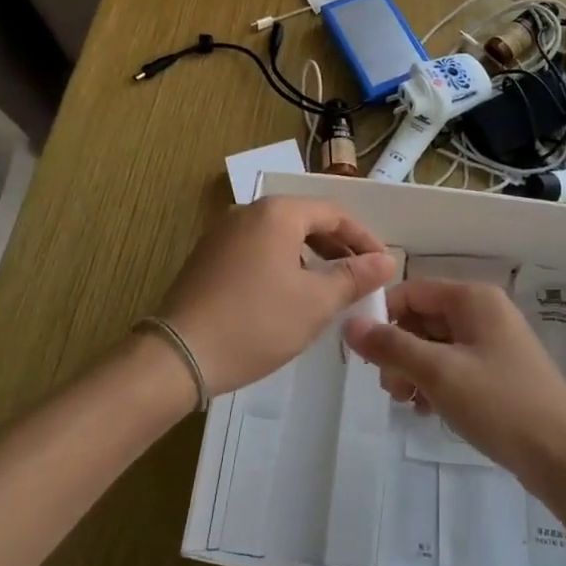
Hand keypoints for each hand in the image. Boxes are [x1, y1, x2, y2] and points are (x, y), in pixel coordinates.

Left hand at [157, 197, 397, 395]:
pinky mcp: (208, 255)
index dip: (364, 238)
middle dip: (337, 247)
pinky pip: (257, 248)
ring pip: (280, 235)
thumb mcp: (315, 303)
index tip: (383, 265)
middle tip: (361, 277)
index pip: (334, 213)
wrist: (179, 354)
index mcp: (277, 213)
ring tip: (330, 288)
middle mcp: (248, 211)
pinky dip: (282, 263)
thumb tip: (386, 260)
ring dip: (310, 256)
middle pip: (306, 219)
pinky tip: (289, 294)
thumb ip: (354, 277)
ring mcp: (223, 232)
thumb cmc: (256, 323)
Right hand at [342, 278, 565, 493]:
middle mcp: (484, 311)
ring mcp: (494, 342)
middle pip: (423, 318)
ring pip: (436, 344)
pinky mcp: (499, 371)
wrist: (564, 457)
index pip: (412, 291)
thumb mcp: (438, 373)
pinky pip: (454, 365)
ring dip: (414, 370)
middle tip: (390, 389)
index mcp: (473, 298)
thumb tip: (350, 325)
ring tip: (407, 404)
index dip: (383, 317)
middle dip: (399, 350)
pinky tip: (428, 410)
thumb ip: (391, 346)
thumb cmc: (499, 404)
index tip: (365, 355)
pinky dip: (436, 382)